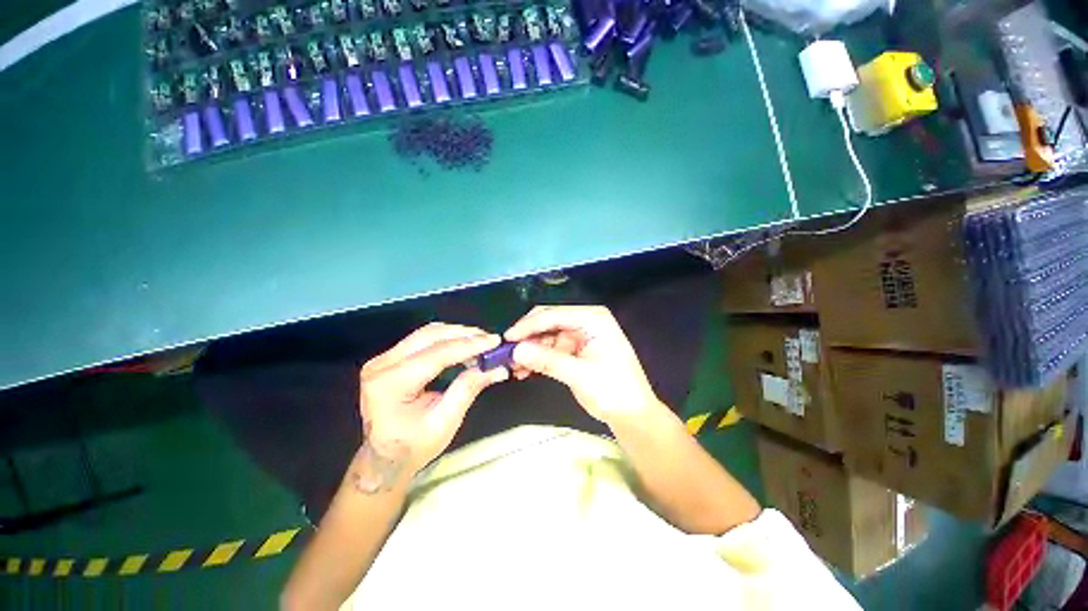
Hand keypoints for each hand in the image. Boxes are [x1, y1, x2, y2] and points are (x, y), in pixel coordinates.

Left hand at [354, 324, 506, 491]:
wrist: (383, 459)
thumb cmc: (412, 448)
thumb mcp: (444, 423)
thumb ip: (468, 389)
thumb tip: (497, 367)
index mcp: (390, 385)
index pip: (436, 354)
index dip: (469, 345)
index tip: (495, 341)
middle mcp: (382, 365)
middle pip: (430, 336)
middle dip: (464, 335)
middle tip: (491, 340)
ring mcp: (382, 359)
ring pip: (427, 333)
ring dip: (457, 335)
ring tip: (481, 342)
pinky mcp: (389, 358)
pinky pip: (422, 340)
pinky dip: (447, 340)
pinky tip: (464, 346)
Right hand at [505, 306, 663, 427]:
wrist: (632, 414)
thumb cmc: (614, 391)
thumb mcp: (580, 375)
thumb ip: (547, 360)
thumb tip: (516, 350)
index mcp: (592, 318)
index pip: (554, 315)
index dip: (528, 325)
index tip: (507, 338)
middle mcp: (585, 321)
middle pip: (548, 322)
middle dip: (527, 337)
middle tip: (506, 352)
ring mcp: (579, 335)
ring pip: (546, 336)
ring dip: (529, 349)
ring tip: (512, 366)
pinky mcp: (574, 349)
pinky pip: (550, 349)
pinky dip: (537, 358)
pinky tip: (524, 370)